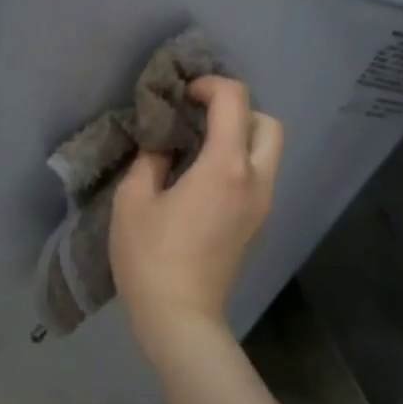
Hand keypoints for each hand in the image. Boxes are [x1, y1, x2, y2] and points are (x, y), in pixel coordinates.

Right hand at [111, 76, 282, 344]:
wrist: (180, 317)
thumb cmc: (150, 257)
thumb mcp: (134, 200)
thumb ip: (151, 160)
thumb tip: (163, 145)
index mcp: (226, 167)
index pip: (235, 101)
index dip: (210, 86)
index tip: (182, 96)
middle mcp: (256, 180)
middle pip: (268, 123)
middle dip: (237, 110)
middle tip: (199, 119)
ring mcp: (262, 206)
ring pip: (268, 152)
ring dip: (240, 137)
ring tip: (198, 148)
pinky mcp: (258, 225)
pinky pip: (259, 177)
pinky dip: (240, 163)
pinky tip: (204, 180)